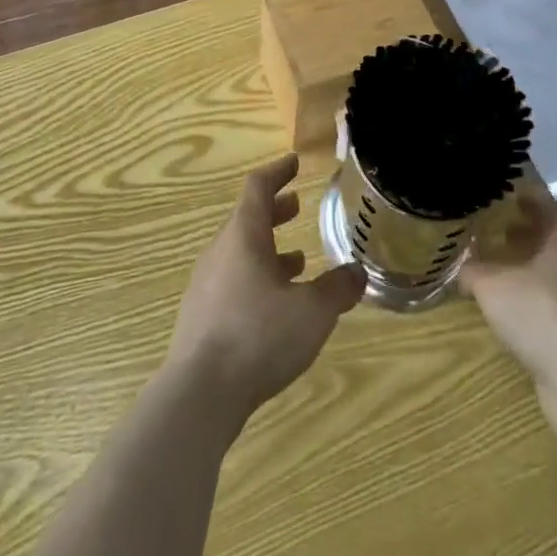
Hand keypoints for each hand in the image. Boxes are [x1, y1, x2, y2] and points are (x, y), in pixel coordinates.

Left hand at [165, 153, 366, 419]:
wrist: (199, 392)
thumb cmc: (258, 336)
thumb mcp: (312, 312)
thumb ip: (337, 289)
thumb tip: (356, 272)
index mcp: (244, 235)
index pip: (258, 187)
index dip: (278, 172)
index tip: (294, 162)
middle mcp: (221, 251)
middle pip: (247, 219)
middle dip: (274, 211)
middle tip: (296, 205)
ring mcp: (207, 283)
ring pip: (240, 252)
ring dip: (268, 248)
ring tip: (297, 260)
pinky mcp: (202, 315)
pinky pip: (233, 280)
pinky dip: (257, 278)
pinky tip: (275, 305)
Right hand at [461, 179, 556, 445]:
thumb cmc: (541, 313)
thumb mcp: (491, 285)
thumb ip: (471, 268)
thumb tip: (459, 264)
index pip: (539, 199)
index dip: (514, 193)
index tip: (489, 191)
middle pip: (548, 234)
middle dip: (518, 231)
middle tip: (484, 228)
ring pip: (553, 270)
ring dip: (526, 267)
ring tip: (492, 267)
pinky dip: (535, 299)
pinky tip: (511, 309)